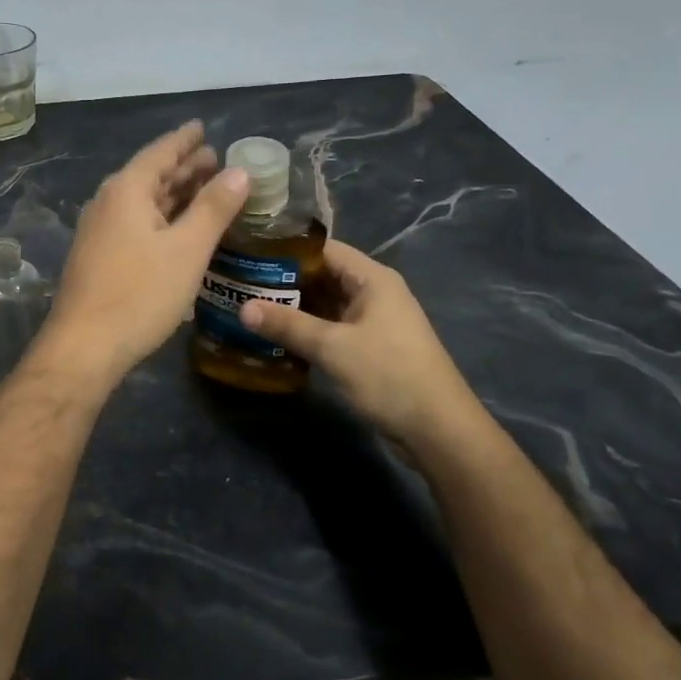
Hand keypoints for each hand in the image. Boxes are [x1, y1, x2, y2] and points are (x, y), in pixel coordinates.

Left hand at [40, 122, 248, 386]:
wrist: (85, 346)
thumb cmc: (140, 293)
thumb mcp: (187, 249)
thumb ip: (214, 208)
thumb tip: (240, 171)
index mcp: (126, 190)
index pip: (160, 152)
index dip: (185, 140)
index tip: (202, 128)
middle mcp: (108, 202)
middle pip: (150, 175)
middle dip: (183, 166)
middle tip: (214, 158)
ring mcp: (99, 230)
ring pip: (143, 201)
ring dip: (173, 192)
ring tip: (203, 186)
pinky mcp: (99, 256)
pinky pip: (135, 222)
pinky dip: (161, 216)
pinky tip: (177, 227)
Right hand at [240, 240, 489, 459]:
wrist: (438, 430)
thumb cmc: (389, 376)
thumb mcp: (333, 348)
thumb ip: (288, 325)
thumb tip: (243, 307)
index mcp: (372, 278)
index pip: (323, 249)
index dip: (287, 251)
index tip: (250, 256)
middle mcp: (374, 292)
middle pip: (323, 275)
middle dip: (285, 281)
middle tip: (242, 284)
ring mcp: (374, 321)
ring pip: (326, 303)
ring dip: (294, 308)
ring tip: (251, 308)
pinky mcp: (371, 347)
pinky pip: (332, 327)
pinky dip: (308, 329)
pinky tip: (278, 338)